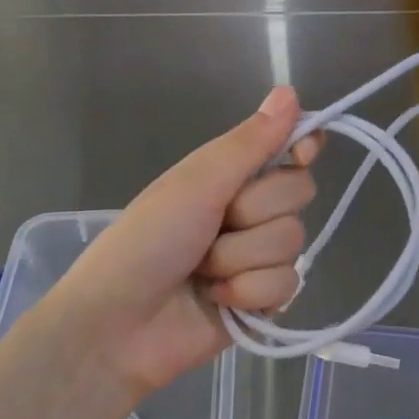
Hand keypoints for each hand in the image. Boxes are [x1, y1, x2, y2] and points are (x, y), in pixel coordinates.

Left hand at [41, 86, 319, 399]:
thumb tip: (291, 92)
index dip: (301, 149)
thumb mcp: (197, 183)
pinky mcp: (261, 300)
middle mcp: (248, 211)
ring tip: (202, 270)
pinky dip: (248, 292)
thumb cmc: (147, 241)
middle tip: (214, 225)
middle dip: (254, 213)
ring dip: (242, 258)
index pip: (288, 149)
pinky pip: (287, 285)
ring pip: (292, 242)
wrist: (117, 326)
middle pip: (298, 195)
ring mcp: (256, 256)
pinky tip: (217, 300)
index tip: (299, 156)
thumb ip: (249, 143)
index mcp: (229, 175)